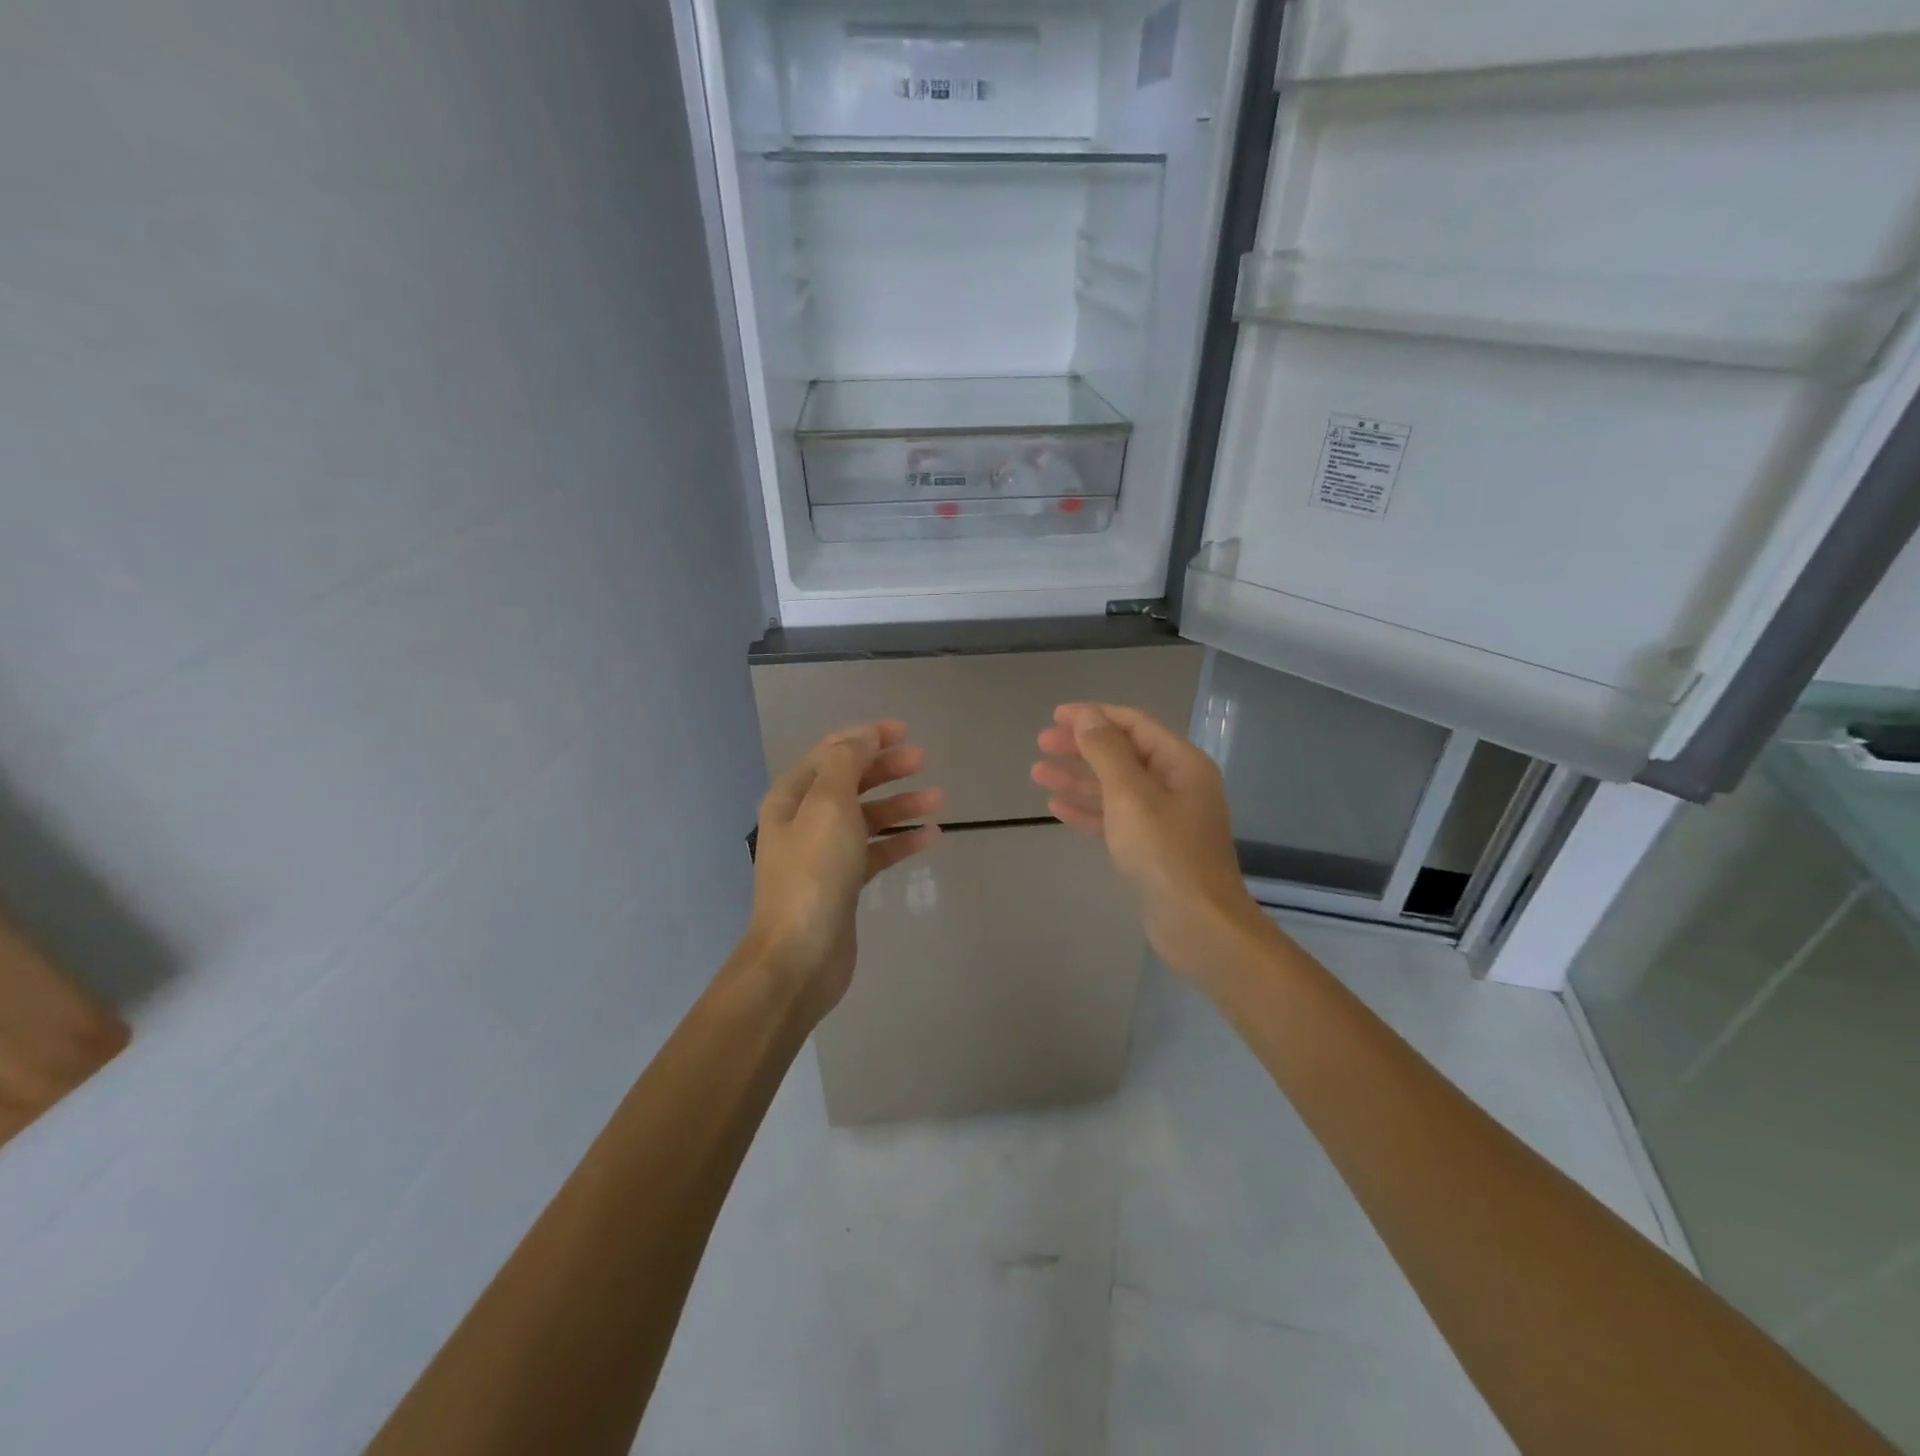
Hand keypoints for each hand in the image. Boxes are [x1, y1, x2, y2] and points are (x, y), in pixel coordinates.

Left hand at [744, 721, 942, 1020]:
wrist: (800, 956)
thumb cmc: (814, 872)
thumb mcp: (828, 805)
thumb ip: (845, 763)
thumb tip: (863, 736)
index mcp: (792, 796)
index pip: (831, 753)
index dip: (866, 737)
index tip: (904, 731)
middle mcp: (804, 820)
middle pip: (850, 782)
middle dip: (886, 768)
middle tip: (923, 760)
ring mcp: (824, 854)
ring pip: (867, 817)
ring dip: (900, 804)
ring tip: (938, 799)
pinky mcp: (844, 883)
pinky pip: (876, 851)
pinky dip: (901, 841)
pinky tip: (931, 837)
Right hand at [1032, 703, 1264, 977]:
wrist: (1198, 925)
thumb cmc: (1164, 853)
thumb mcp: (1130, 795)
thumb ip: (1106, 751)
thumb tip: (1086, 715)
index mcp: (1181, 763)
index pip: (1133, 724)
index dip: (1093, 716)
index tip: (1055, 717)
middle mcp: (1176, 784)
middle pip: (1122, 753)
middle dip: (1081, 747)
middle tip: (1041, 744)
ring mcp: (1166, 818)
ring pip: (1115, 787)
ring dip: (1078, 778)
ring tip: (1037, 774)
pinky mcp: (1153, 847)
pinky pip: (1116, 817)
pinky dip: (1088, 810)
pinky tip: (1057, 809)